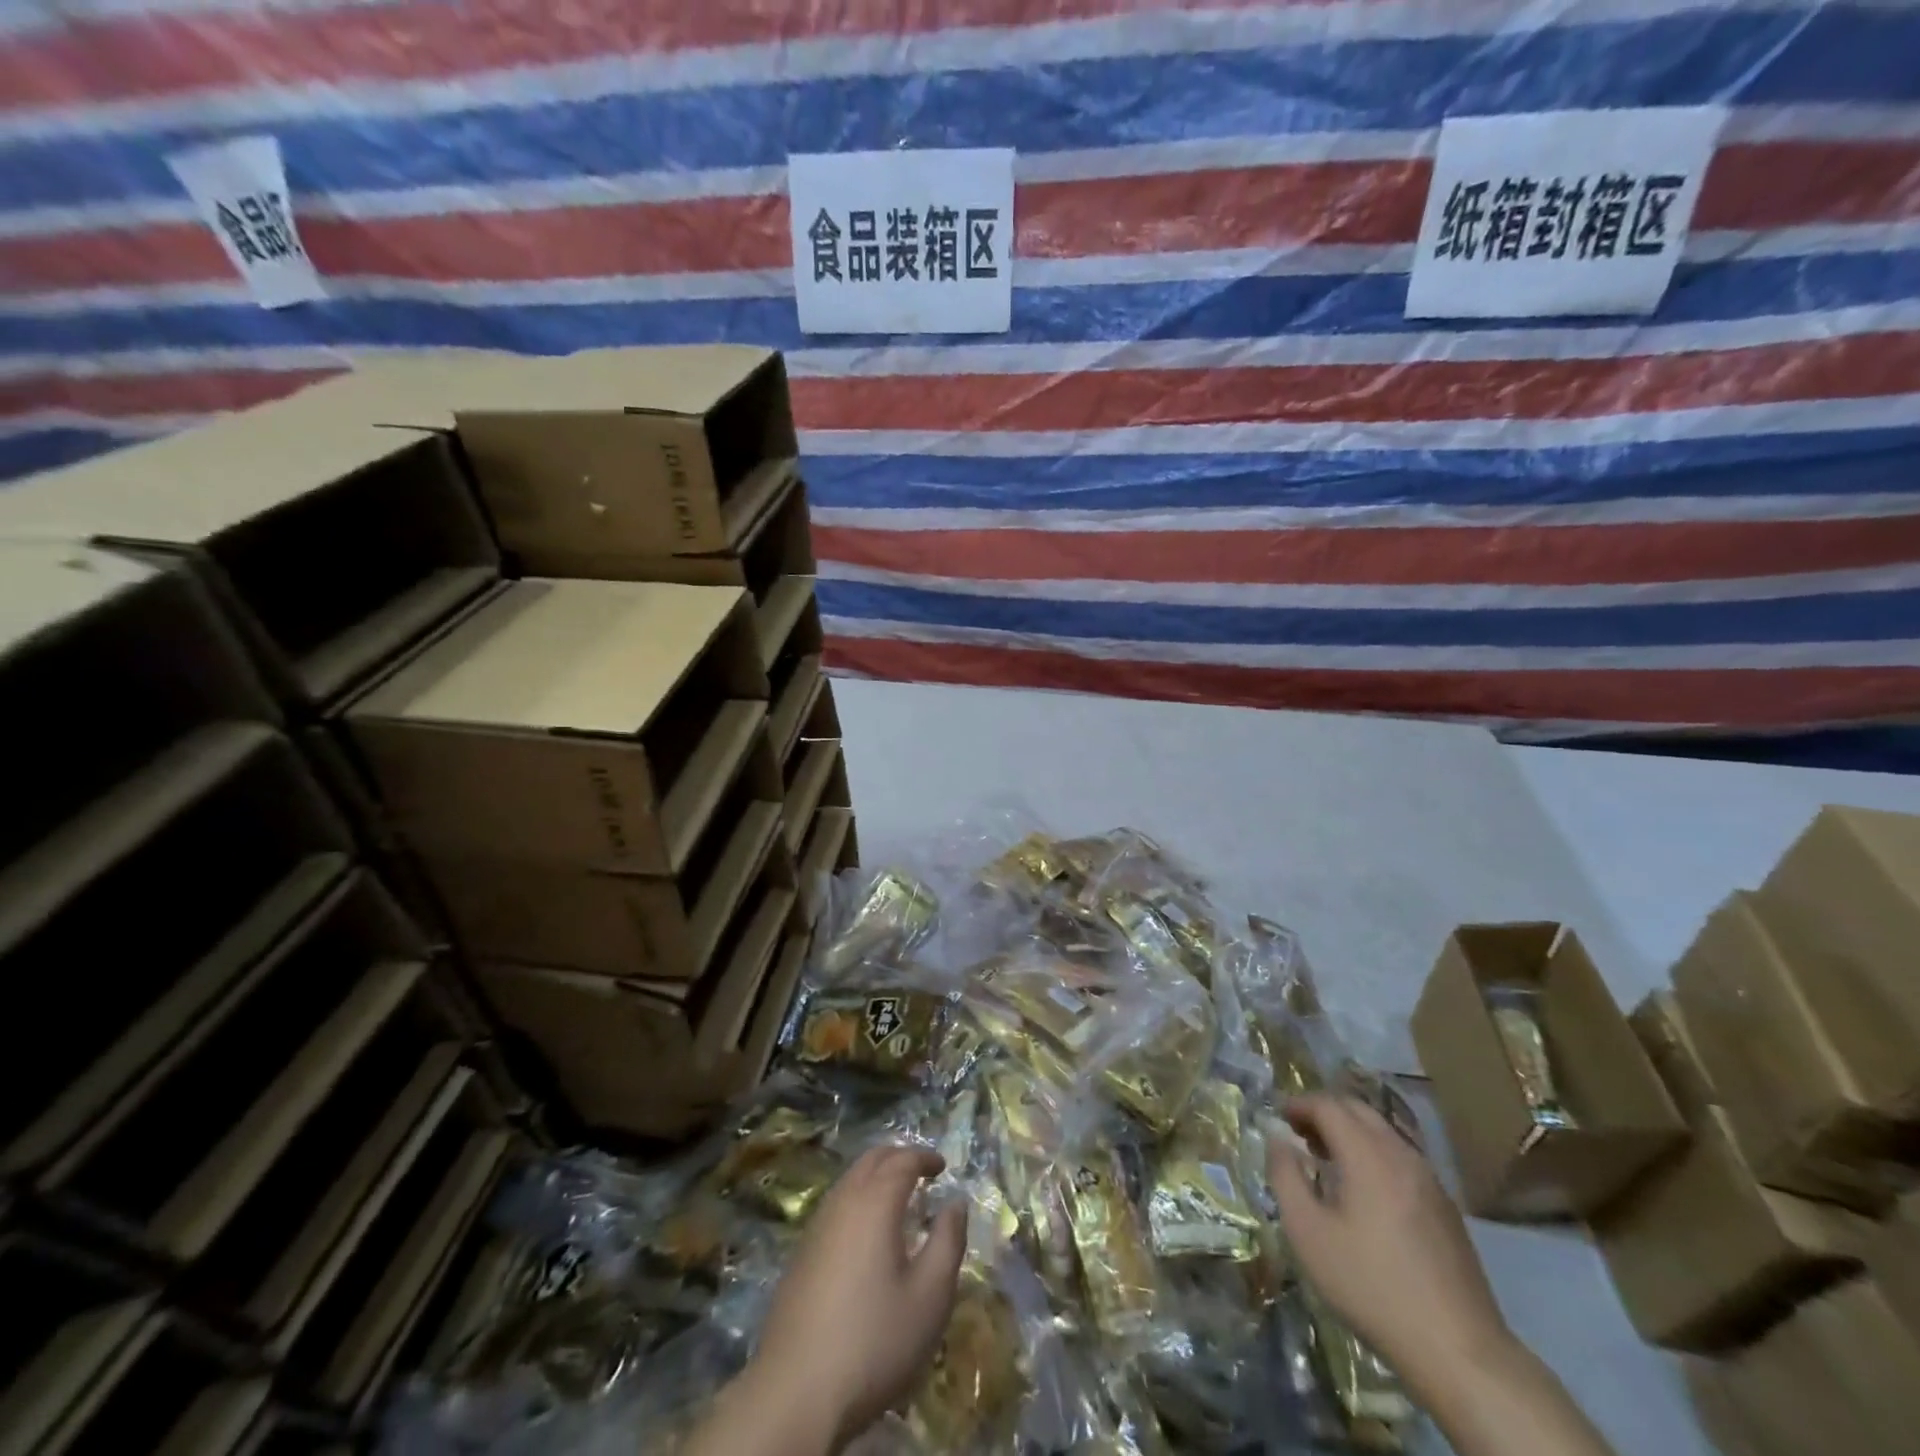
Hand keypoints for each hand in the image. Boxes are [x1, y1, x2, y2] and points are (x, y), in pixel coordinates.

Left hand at [747, 1145, 966, 1447]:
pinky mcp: (801, 1255)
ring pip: (849, 1181)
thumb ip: (948, 1241)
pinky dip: (857, 1200)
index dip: (925, 1157)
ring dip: (875, 1177)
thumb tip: (956, 1202)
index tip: (943, 1166)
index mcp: (874, 1202)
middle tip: (922, 1172)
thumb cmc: (874, 1341)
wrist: (795, 1394)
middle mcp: (842, 1202)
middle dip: (898, 1157)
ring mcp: (816, 1227)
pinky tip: (866, 1233)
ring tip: (898, 1199)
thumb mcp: (930, 1296)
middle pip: (870, 1160)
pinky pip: (835, 1206)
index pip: (902, 1160)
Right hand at [1268, 1093, 1513, 1392]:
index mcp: (1368, 1155)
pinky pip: (1401, 1158)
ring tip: (1326, 1159)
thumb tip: (1277, 1139)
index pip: (1328, 1105)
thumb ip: (1286, 1175)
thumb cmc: (1371, 1286)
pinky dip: (1373, 1153)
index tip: (1277, 1118)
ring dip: (1350, 1131)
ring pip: (1383, 1133)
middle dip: (1324, 1111)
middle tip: (1298, 1133)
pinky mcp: (1445, 1207)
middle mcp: (1402, 1155)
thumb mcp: (1308, 1233)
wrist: (1459, 1350)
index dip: (1298, 1104)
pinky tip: (1364, 1190)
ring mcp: (1430, 1180)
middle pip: (1358, 1110)